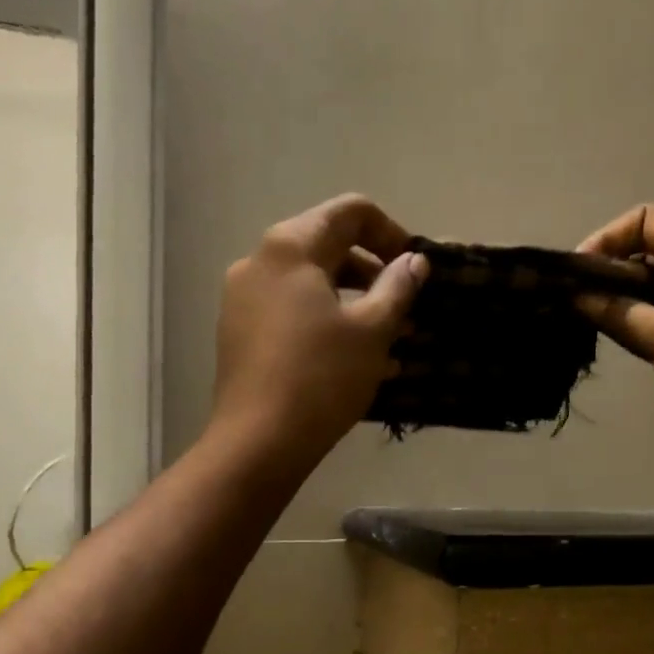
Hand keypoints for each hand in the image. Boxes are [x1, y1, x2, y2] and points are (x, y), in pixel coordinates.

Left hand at [208, 193, 427, 475]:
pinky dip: (326, 325)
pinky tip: (355, 362)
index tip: (415, 269)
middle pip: (328, 247)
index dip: (391, 233)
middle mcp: (259, 261)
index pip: (350, 212)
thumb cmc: (322, 378)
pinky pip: (291, 313)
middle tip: (406, 311)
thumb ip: (397, 287)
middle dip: (374, 276)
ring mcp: (243, 299)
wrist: (258, 442)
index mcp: (290, 247)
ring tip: (389, 344)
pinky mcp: (239, 333)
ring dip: (354, 305)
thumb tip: (414, 261)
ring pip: (311, 286)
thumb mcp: (372, 331)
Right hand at [575, 204, 653, 475]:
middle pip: (645, 253)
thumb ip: (615, 312)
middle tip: (568, 304)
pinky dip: (631, 326)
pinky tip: (606, 341)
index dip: (607, 239)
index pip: (646, 221)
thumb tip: (572, 296)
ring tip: (578, 323)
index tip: (575, 275)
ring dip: (616, 303)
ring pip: (648, 290)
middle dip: (606, 273)